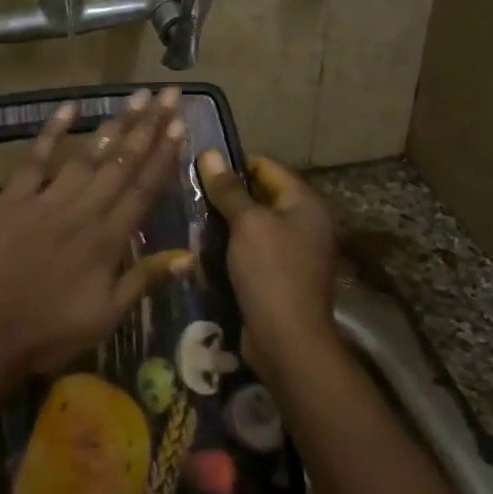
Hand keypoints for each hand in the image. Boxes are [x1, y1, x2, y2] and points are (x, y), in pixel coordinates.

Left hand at [0, 89, 193, 377]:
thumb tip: (187, 255)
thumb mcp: (106, 317)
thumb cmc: (49, 333)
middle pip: (121, 163)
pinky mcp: (11, 200)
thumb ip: (143, 279)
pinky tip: (70, 108)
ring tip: (135, 97)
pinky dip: (51, 132)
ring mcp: (45, 201)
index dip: (164, 155)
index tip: (180, 124)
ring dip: (114, 125)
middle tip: (167, 94)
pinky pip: (35, 159)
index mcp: (108, 241)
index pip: (143, 189)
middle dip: (148, 127)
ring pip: (87, 156)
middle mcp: (82, 212)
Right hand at [195, 150, 338, 376]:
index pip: (267, 168)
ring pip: (252, 227)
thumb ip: (228, 189)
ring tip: (189, 218)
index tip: (199, 167)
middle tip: (188, 192)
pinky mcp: (278, 278)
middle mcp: (304, 224)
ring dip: (224, 225)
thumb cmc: (271, 272)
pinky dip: (230, 249)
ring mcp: (293, 254)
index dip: (234, 164)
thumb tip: (209, 153)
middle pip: (260, 197)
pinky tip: (201, 250)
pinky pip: (251, 253)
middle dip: (226, 196)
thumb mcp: (247, 223)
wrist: (288, 340)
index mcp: (305, 204)